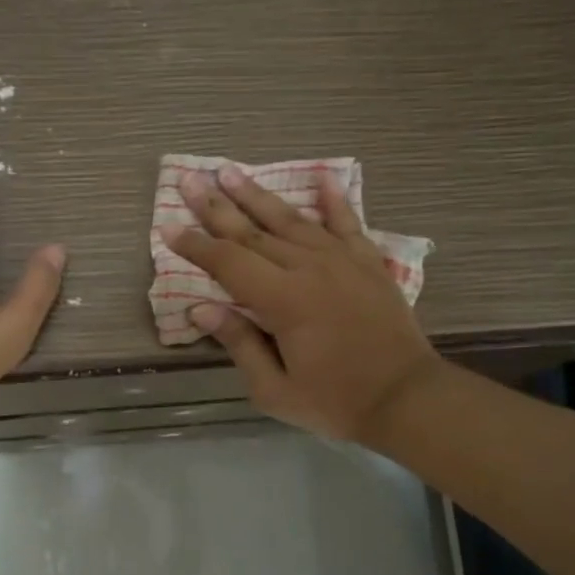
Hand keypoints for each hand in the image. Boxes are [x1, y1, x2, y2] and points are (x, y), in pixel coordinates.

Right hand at [165, 166, 440, 440]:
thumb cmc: (335, 401)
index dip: (196, 246)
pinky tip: (323, 178)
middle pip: (253, 232)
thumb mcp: (274, 389)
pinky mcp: (368, 263)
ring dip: (258, 195)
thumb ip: (239, 344)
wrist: (406, 398)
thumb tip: (201, 309)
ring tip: (231, 172)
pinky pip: (347, 223)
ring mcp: (342, 261)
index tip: (169, 228)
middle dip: (217, 207)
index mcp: (283, 300)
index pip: (228, 263)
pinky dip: (334, 200)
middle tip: (189, 180)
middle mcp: (309, 268)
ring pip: (291, 220)